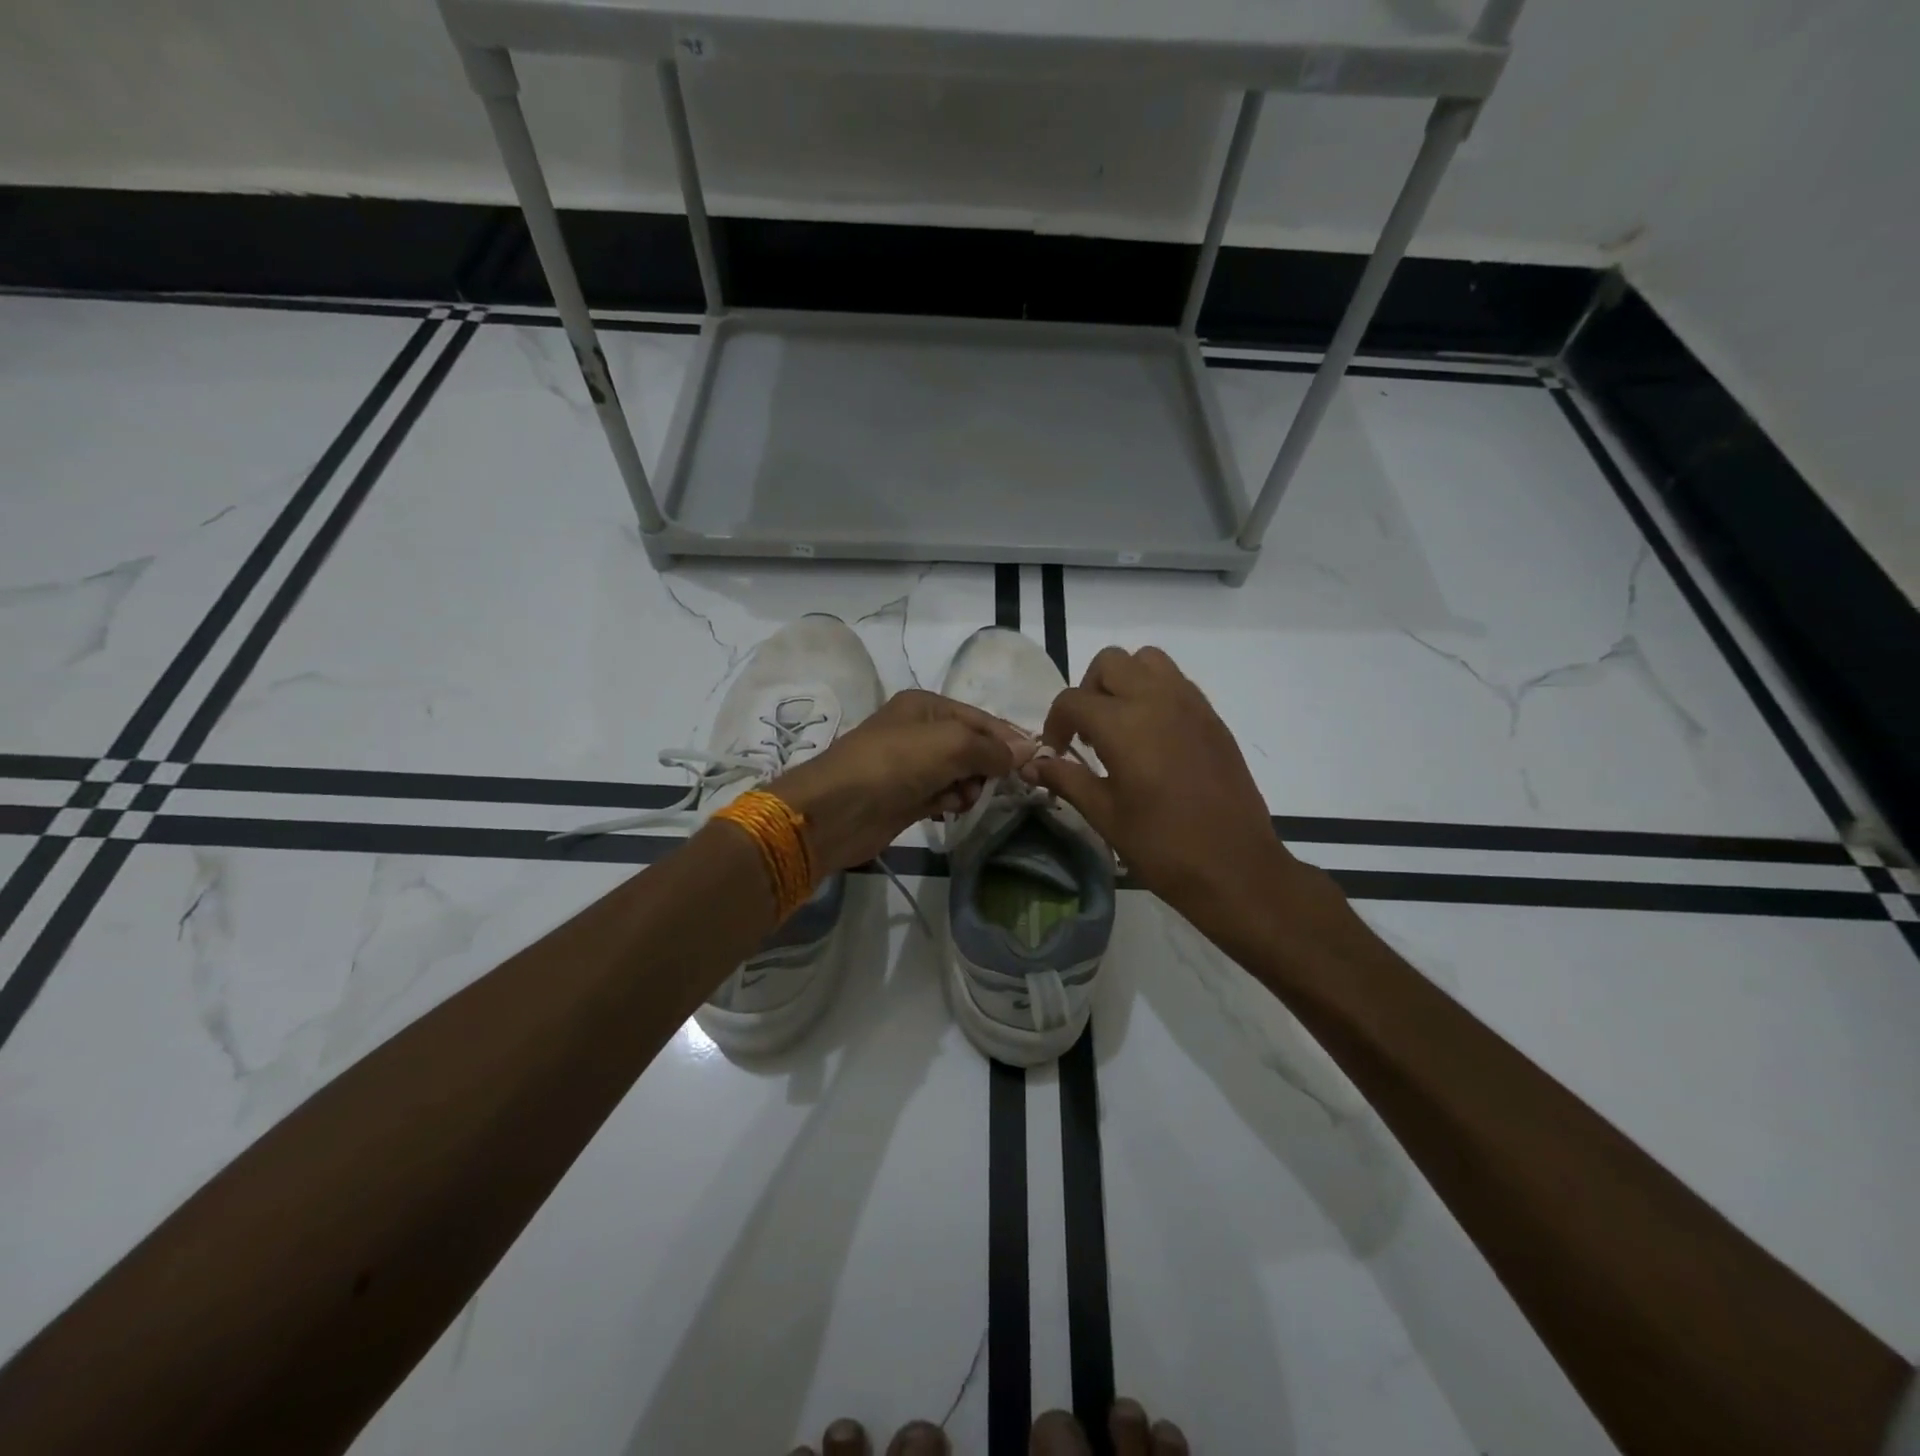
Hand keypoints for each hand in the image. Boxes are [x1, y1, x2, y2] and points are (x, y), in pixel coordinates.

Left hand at [773, 689, 1033, 872]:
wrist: (837, 809)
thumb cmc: (895, 763)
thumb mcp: (951, 744)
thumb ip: (991, 748)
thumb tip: (1027, 751)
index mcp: (926, 706)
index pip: (980, 719)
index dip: (1008, 739)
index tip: (1037, 762)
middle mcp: (919, 731)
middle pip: (971, 746)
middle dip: (989, 764)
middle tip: (1006, 785)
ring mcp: (911, 766)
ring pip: (959, 773)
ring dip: (971, 785)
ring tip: (967, 798)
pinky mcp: (906, 797)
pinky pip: (943, 794)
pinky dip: (952, 800)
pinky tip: (952, 808)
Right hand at [1025, 646, 1299, 932]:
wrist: (1235, 867)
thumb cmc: (1162, 845)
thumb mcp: (1105, 815)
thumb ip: (1067, 779)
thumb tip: (1031, 764)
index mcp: (1124, 724)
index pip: (1072, 700)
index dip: (1055, 724)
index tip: (1057, 752)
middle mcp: (1156, 699)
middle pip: (1110, 663)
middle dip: (1088, 691)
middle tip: (1088, 732)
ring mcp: (1190, 704)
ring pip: (1147, 660)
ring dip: (1124, 681)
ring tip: (1121, 725)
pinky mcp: (1212, 717)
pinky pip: (1176, 682)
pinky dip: (1155, 692)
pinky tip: (1153, 737)